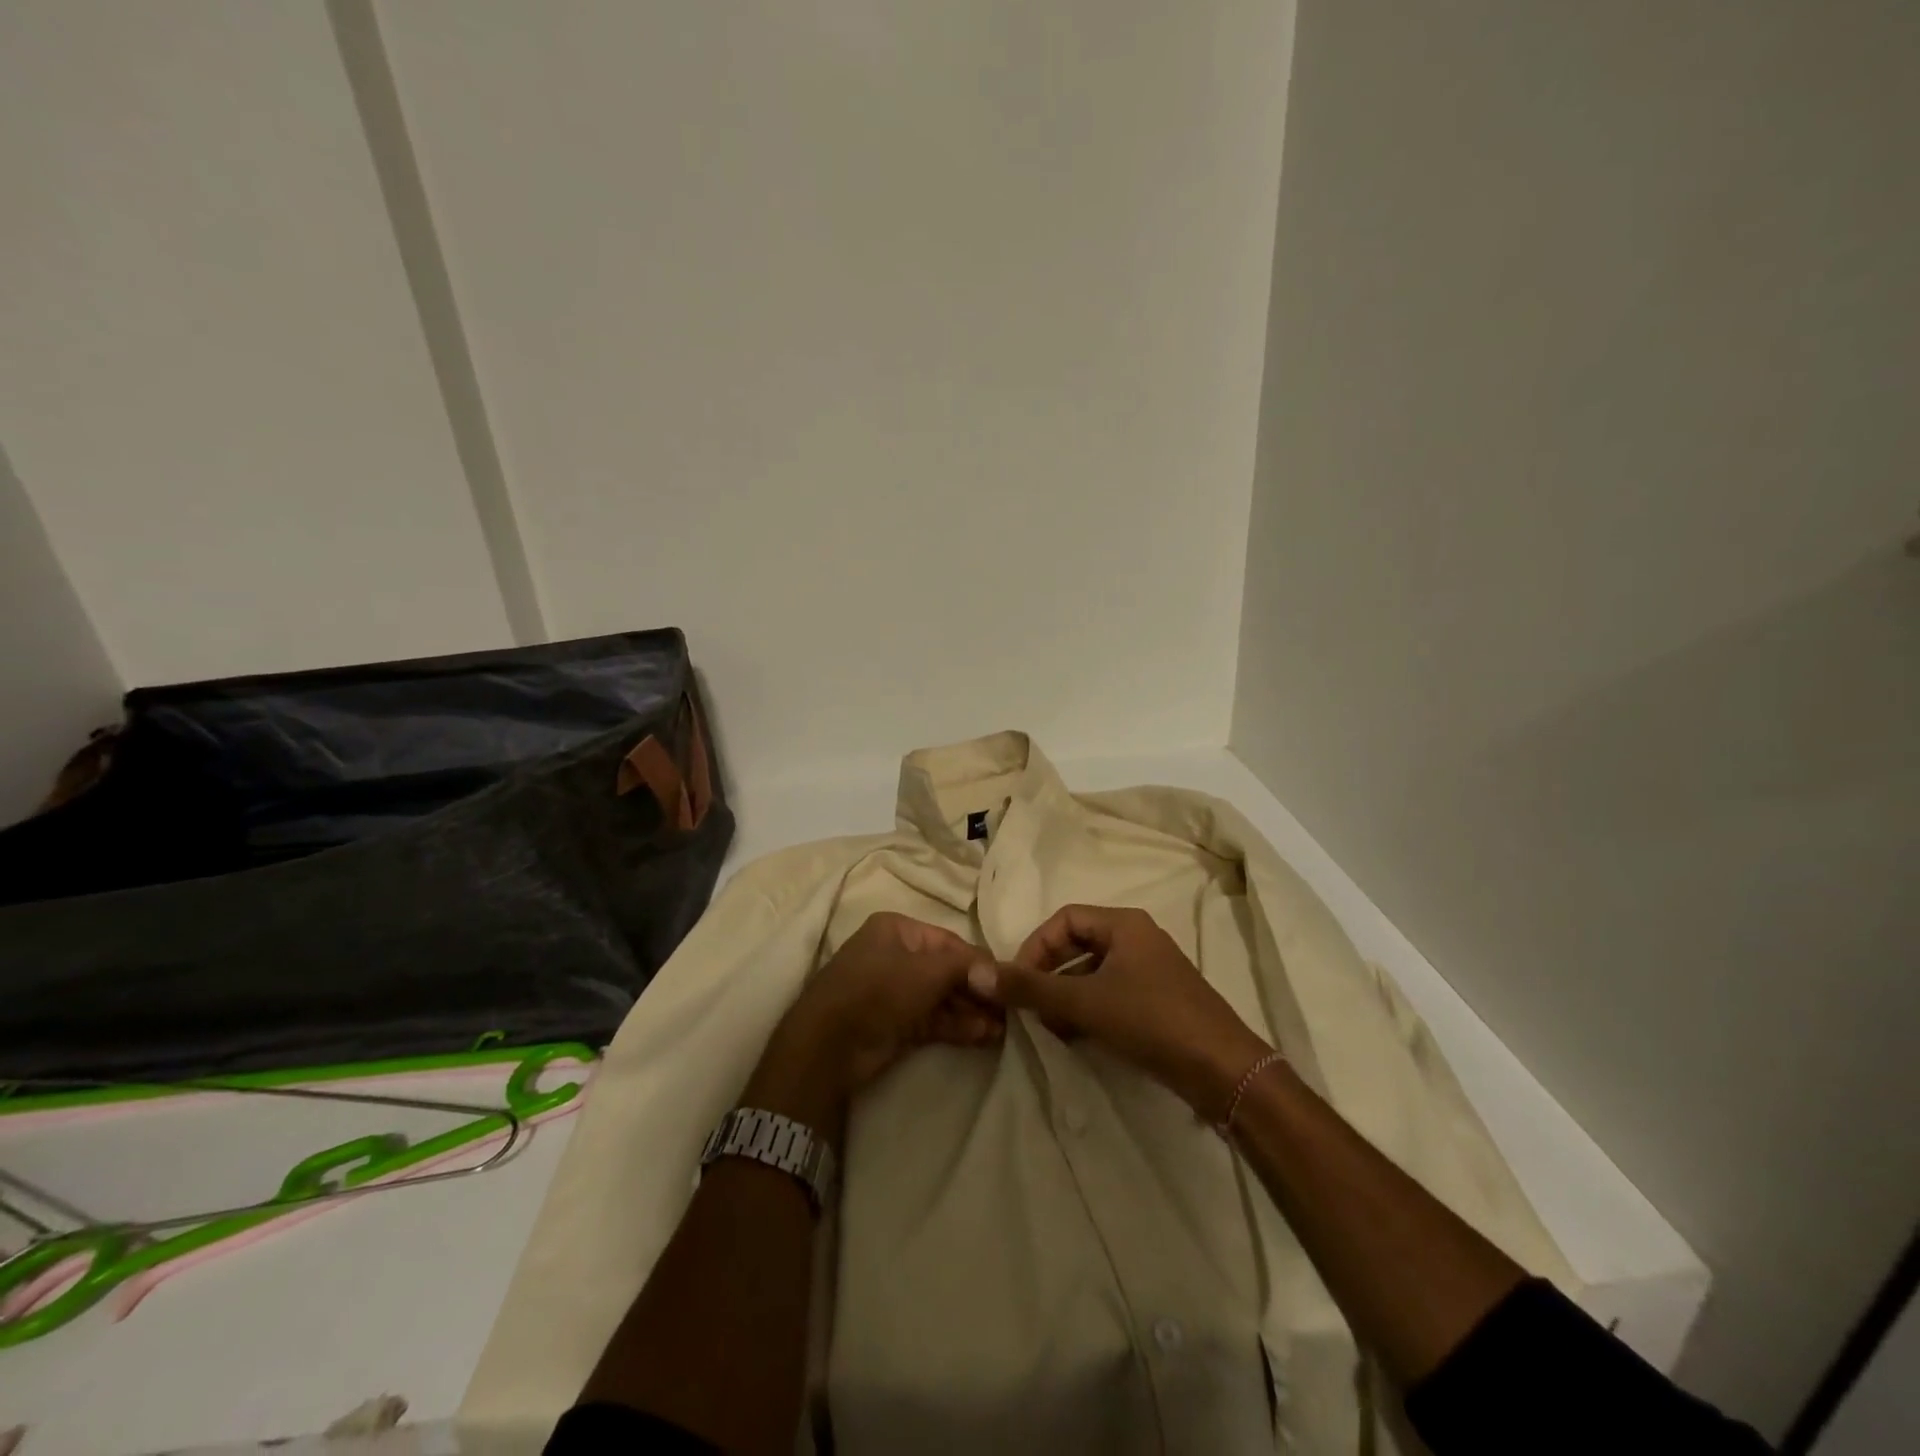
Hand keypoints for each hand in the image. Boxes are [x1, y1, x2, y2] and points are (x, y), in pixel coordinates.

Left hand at [750, 913, 1002, 1127]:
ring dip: (972, 1011)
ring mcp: (894, 992)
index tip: (1008, 981)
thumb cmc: (878, 990)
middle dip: (978, 991)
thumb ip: (965, 968)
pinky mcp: (895, 1023)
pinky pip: (933, 1019)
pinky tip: (984, 1036)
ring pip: (942, 997)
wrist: (829, 1046)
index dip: (979, 962)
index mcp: (897, 930)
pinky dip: (957, 1026)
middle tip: (1010, 1010)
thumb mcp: (927, 971)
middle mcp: (896, 956)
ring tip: (1004, 1028)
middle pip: (947, 971)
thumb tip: (999, 972)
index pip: (948, 942)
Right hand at [971, 904, 1271, 1123]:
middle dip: (1049, 973)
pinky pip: (1112, 994)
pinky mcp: (1159, 1001)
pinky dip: (1088, 1009)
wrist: (1223, 1070)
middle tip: (1030, 1004)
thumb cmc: (1151, 1021)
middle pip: (1079, 943)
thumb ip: (1031, 988)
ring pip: (1094, 972)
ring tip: (1050, 1026)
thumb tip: (979, 973)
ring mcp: (1151, 971)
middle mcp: (1138, 939)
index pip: (1065, 918)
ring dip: (1066, 995)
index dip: (1036, 945)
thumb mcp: (1084, 1003)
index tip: (1018, 980)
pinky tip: (1076, 1037)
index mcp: (1124, 924)